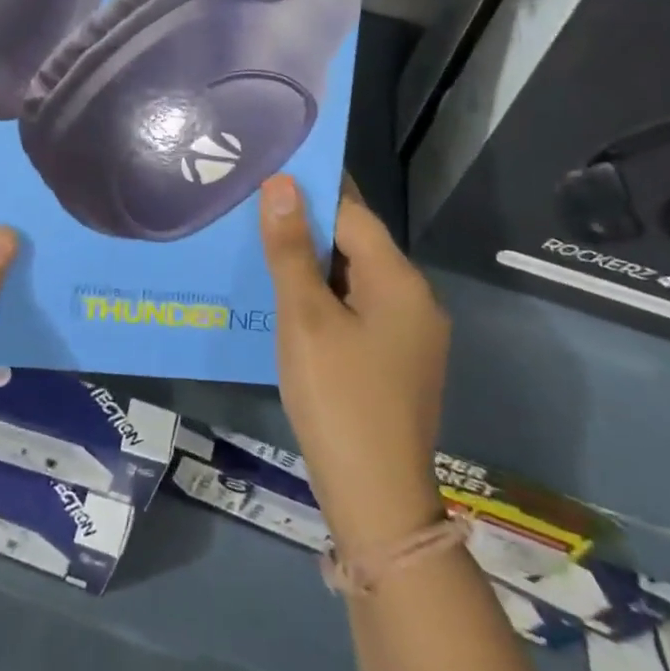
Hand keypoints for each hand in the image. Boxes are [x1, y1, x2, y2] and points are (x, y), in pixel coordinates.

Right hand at [260, 173, 450, 555]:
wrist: (376, 498)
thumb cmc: (337, 397)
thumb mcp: (305, 318)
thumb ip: (291, 249)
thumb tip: (282, 184)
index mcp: (400, 281)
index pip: (353, 214)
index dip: (312, 191)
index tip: (271, 172)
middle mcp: (414, 299)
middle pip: (357, 244)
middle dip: (309, 227)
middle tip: (254, 211)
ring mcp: (410, 334)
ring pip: (355, 278)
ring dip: (314, 264)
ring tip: (263, 249)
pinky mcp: (397, 360)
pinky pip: (358, 309)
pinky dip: (325, 297)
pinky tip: (289, 301)